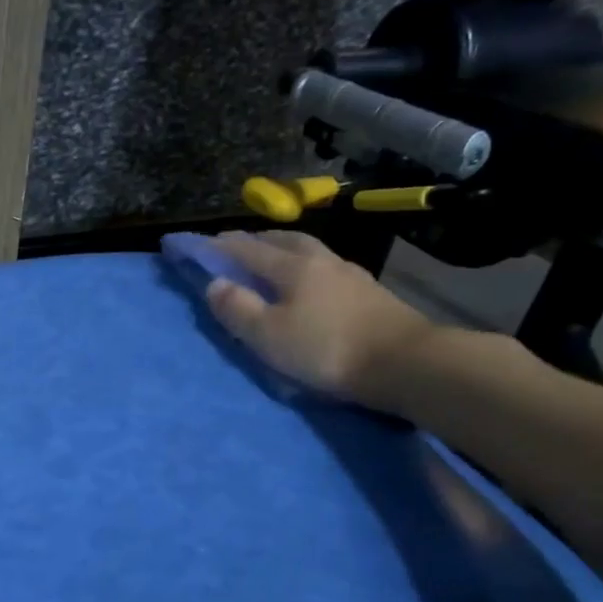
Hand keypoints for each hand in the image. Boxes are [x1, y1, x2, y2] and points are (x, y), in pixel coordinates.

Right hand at [206, 231, 437, 407]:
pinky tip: (308, 280)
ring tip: (269, 259)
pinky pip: (326, 266)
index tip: (196, 244)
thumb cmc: (327, 349)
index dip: (218, 247)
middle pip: (282, 239)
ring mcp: (349, 274)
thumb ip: (238, 308)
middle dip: (253, 239)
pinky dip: (305, 265)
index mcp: (292, 266)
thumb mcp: (268, 335)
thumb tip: (213, 283)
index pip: (246, 249)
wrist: (405, 363)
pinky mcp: (369, 292)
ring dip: (283, 248)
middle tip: (233, 246)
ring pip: (308, 250)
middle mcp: (321, 260)